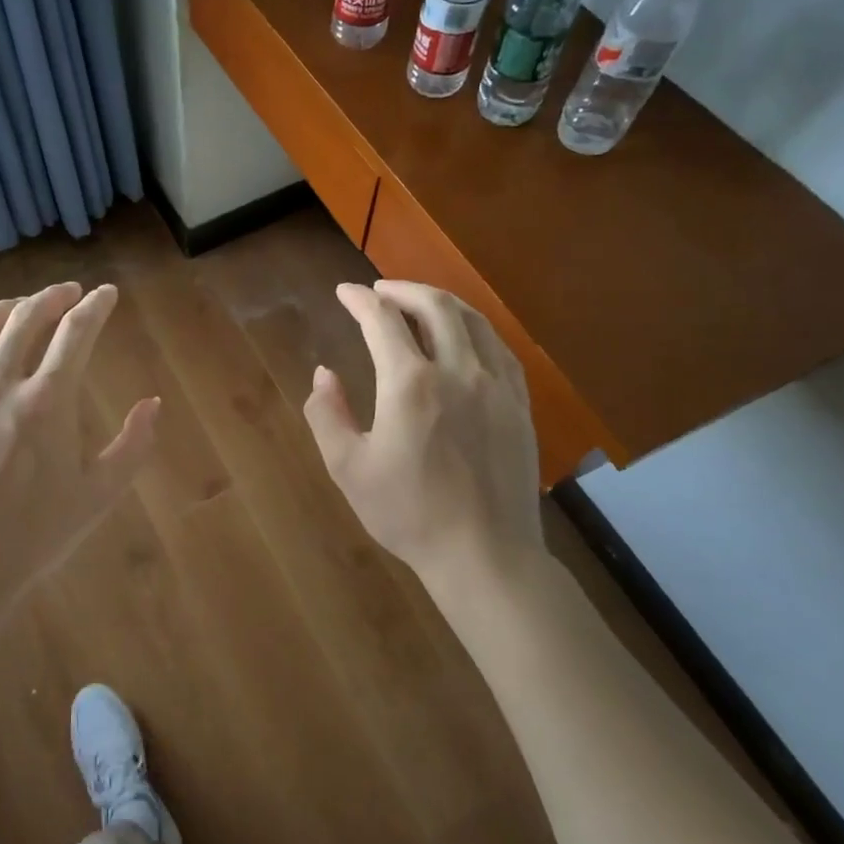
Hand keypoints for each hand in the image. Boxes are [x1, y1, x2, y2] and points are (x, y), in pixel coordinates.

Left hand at [0, 282, 157, 614]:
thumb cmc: (35, 535)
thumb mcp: (99, 495)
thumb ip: (132, 445)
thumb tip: (153, 404)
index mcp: (47, 401)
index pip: (76, 333)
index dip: (95, 307)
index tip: (106, 295)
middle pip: (25, 319)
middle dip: (51, 297)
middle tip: (68, 293)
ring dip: (3, 309)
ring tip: (19, 305)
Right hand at [303, 281, 544, 603]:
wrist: (484, 554)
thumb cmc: (408, 513)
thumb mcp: (348, 468)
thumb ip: (327, 414)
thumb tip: (324, 374)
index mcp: (411, 384)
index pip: (383, 320)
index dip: (360, 300)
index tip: (344, 292)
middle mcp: (458, 371)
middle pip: (435, 306)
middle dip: (404, 289)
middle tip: (381, 290)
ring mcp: (497, 386)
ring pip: (473, 321)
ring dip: (441, 302)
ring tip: (419, 303)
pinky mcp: (520, 405)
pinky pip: (499, 349)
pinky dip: (475, 329)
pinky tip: (465, 338)